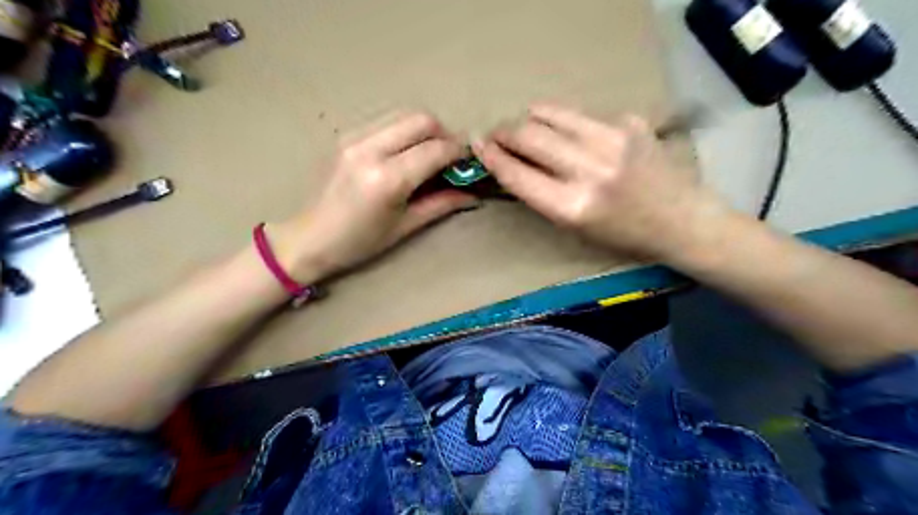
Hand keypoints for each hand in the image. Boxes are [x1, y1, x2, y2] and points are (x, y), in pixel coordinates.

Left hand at [270, 111, 480, 283]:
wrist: (308, 238)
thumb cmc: (359, 242)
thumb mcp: (405, 227)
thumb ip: (441, 204)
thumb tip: (473, 194)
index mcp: (387, 179)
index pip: (435, 150)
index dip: (459, 152)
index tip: (469, 161)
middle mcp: (370, 149)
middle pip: (421, 120)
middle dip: (444, 134)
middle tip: (450, 157)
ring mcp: (354, 138)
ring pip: (403, 114)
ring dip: (424, 130)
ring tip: (429, 154)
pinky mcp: (346, 136)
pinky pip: (385, 122)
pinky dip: (404, 131)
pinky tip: (404, 154)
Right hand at [473, 102, 724, 260]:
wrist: (683, 221)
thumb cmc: (624, 236)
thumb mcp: (575, 227)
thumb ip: (541, 194)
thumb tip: (511, 164)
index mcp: (572, 207)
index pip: (517, 173)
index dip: (491, 156)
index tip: (478, 145)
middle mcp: (590, 170)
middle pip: (529, 135)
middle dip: (504, 131)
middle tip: (497, 134)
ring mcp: (613, 140)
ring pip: (551, 113)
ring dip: (529, 118)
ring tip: (526, 126)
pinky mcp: (630, 122)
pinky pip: (582, 115)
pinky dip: (566, 122)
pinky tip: (571, 134)